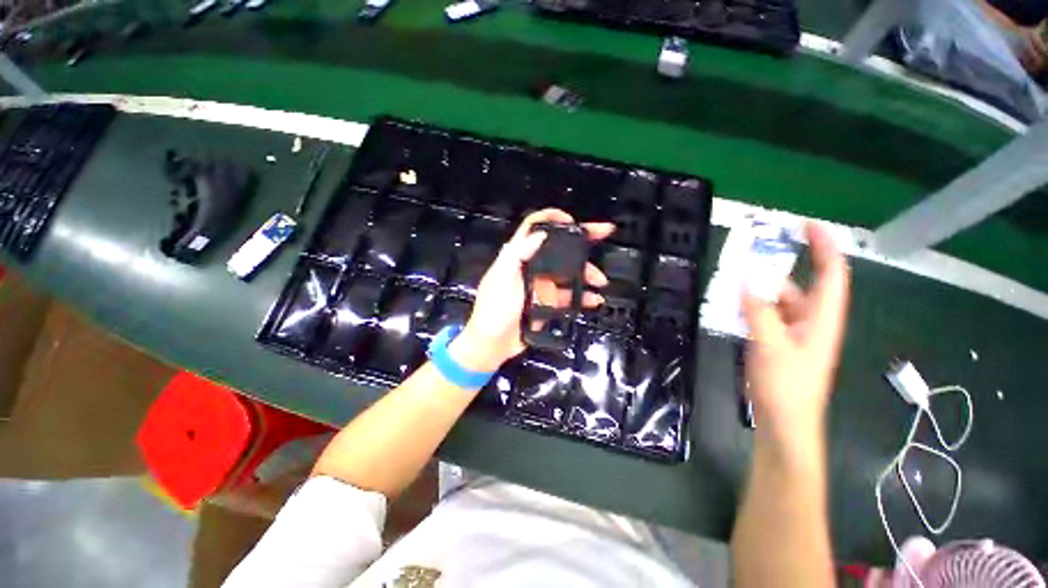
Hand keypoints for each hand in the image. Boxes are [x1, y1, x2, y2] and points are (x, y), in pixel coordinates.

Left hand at [450, 208, 613, 373]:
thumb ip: (517, 256)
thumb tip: (540, 235)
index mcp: (517, 257)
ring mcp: (541, 285)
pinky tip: (594, 299)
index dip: (551, 218)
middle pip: (558, 247)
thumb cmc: (493, 310)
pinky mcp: (548, 302)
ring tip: (600, 280)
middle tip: (603, 233)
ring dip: (586, 273)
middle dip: (581, 240)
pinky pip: (569, 295)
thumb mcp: (501, 280)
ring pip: (567, 272)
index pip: (533, 228)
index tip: (572, 221)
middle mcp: (532, 267)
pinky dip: (583, 296)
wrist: (493, 344)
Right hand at [741, 222, 849, 457]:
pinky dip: (754, 307)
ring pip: (781, 302)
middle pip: (802, 285)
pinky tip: (735, 306)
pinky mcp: (780, 345)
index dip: (824, 245)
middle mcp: (813, 322)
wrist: (784, 424)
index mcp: (822, 318)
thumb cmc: (786, 386)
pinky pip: (769, 316)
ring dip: (762, 289)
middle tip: (752, 254)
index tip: (806, 224)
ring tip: (736, 280)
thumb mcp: (770, 344)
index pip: (831, 273)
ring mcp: (796, 334)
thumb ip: (758, 309)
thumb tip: (745, 278)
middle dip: (782, 267)